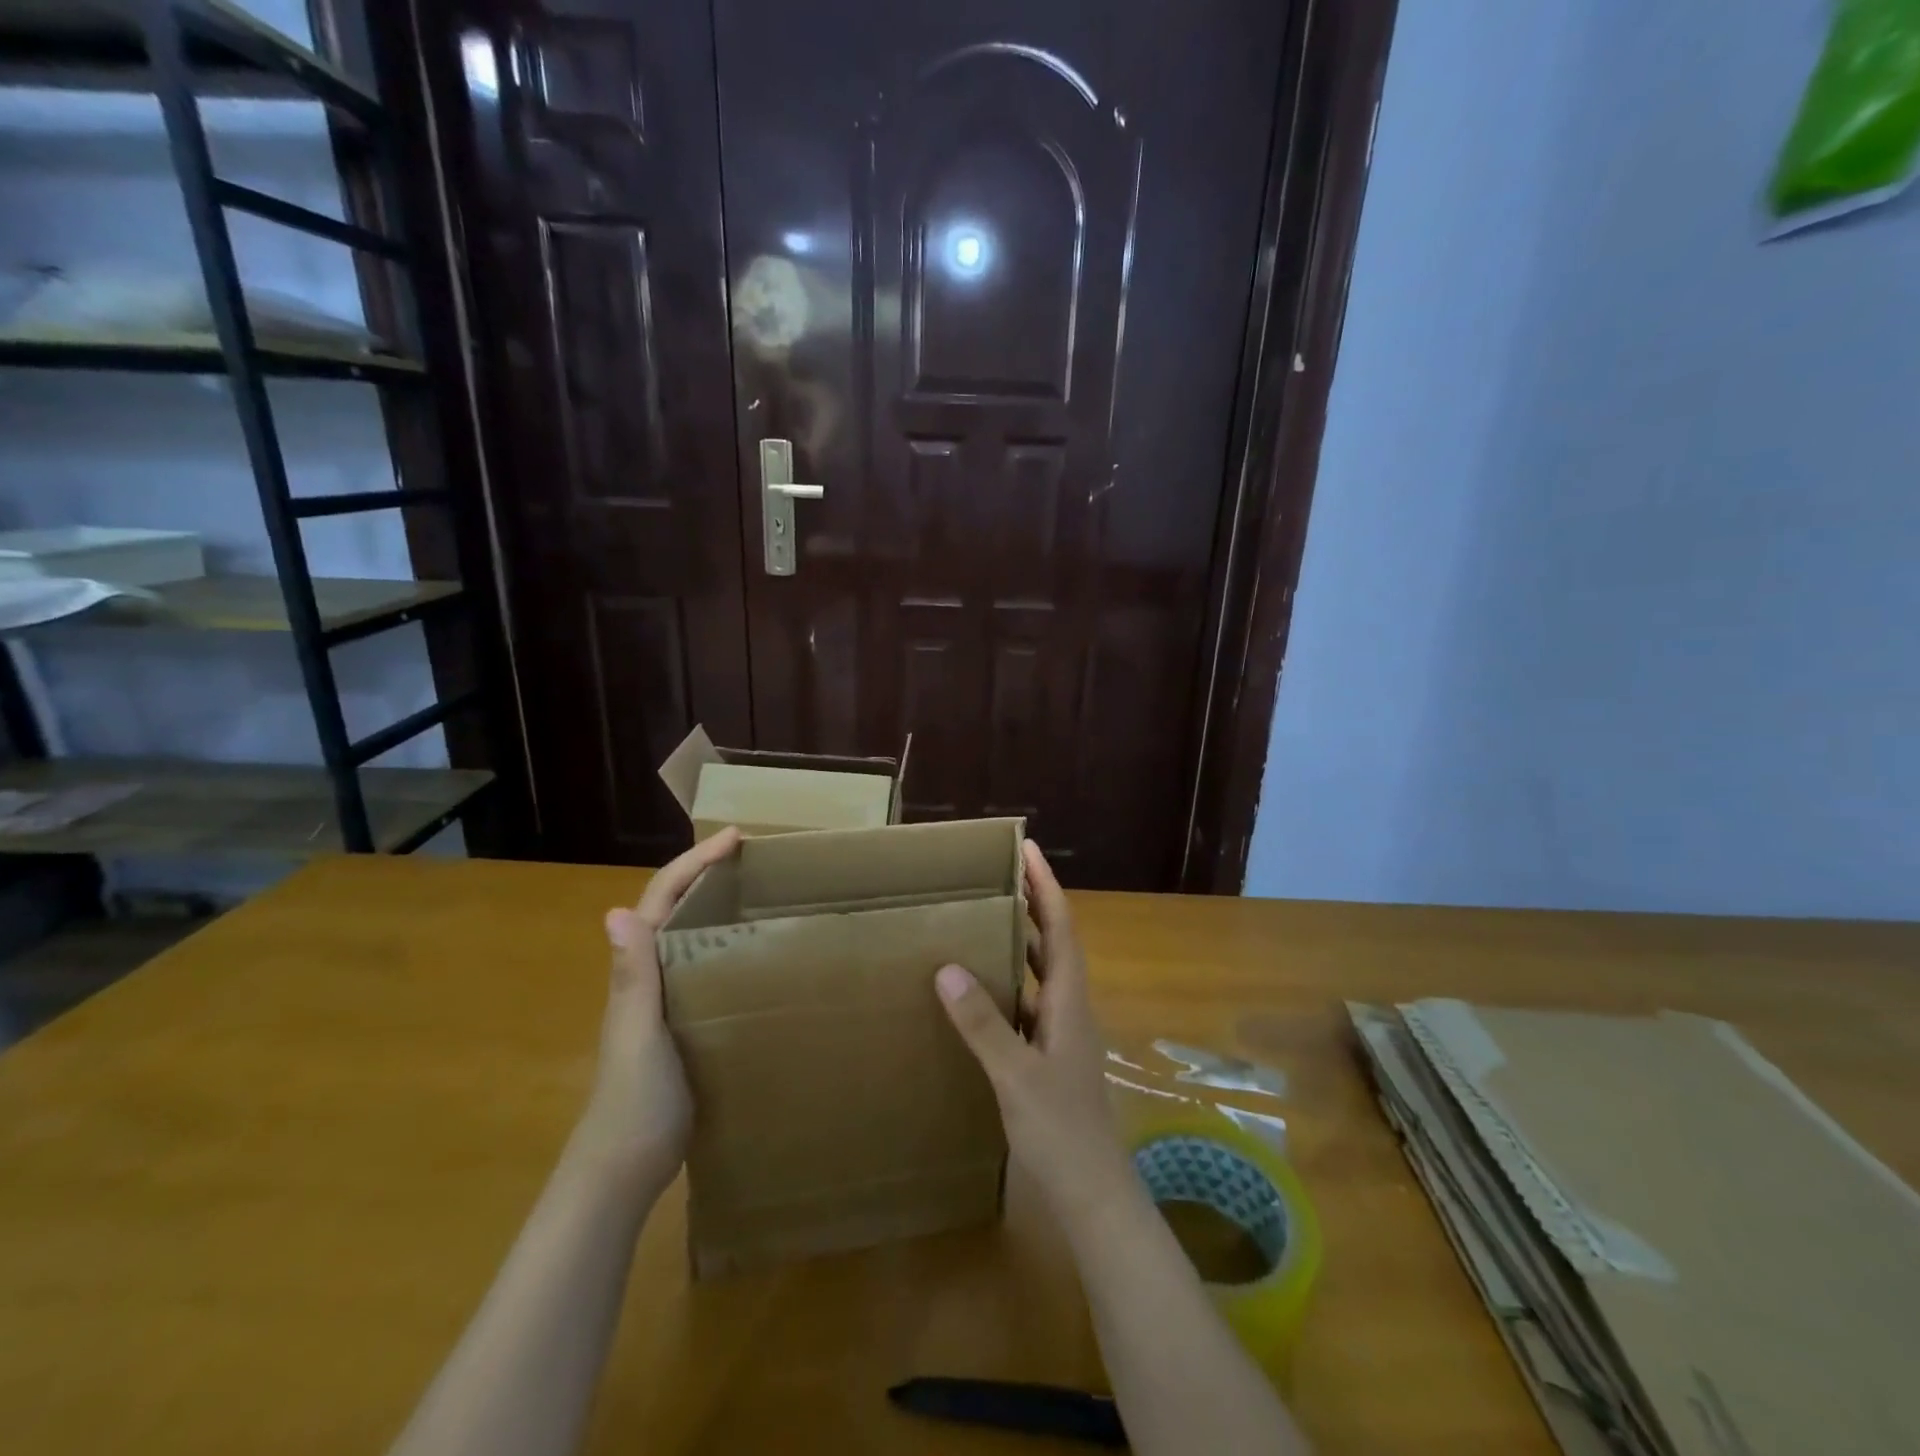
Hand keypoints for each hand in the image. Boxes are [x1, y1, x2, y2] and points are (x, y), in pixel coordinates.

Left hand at [577, 827, 740, 1177]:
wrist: (626, 1167)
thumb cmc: (635, 1098)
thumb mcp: (638, 1034)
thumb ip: (632, 977)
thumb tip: (616, 912)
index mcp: (638, 970)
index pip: (662, 899)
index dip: (694, 863)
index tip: (735, 838)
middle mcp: (649, 975)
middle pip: (676, 907)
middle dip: (707, 872)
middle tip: (754, 856)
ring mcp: (666, 999)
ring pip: (692, 935)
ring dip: (717, 903)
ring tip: (760, 890)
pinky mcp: (685, 1022)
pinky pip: (706, 967)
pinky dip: (726, 944)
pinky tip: (755, 951)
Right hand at [935, 840, 1136, 1233]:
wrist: (1092, 1194)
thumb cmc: (1059, 1130)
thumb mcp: (1014, 1075)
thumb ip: (982, 1024)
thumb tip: (947, 968)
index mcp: (1069, 1001)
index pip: (1061, 926)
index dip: (1045, 885)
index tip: (1027, 849)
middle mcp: (1070, 1007)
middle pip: (1055, 941)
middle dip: (1033, 903)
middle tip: (999, 875)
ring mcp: (1063, 1033)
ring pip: (1043, 972)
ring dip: (1023, 941)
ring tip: (987, 920)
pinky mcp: (1051, 1055)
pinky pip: (1030, 1002)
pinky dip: (1012, 982)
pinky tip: (983, 991)